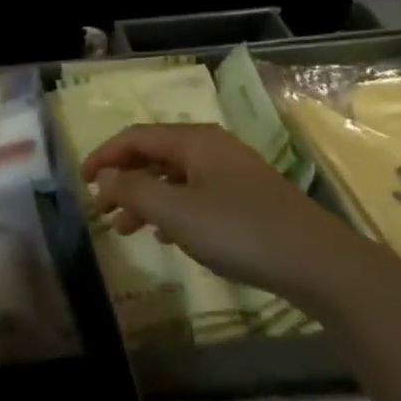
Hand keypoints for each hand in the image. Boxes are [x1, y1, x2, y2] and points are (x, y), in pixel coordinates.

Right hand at [82, 124, 378, 310]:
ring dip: (145, 199)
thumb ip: (132, 190)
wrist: (319, 264)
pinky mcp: (248, 200)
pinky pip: (196, 196)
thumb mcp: (175, 211)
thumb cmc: (239, 230)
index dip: (103, 156)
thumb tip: (103, 175)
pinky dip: (172, 211)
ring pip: (175, 178)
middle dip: (123, 180)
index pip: (135, 137)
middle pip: (154, 155)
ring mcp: (233, 174)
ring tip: (125, 230)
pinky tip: (166, 236)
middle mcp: (213, 149)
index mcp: (194, 141)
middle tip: (101, 209)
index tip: (81, 182)